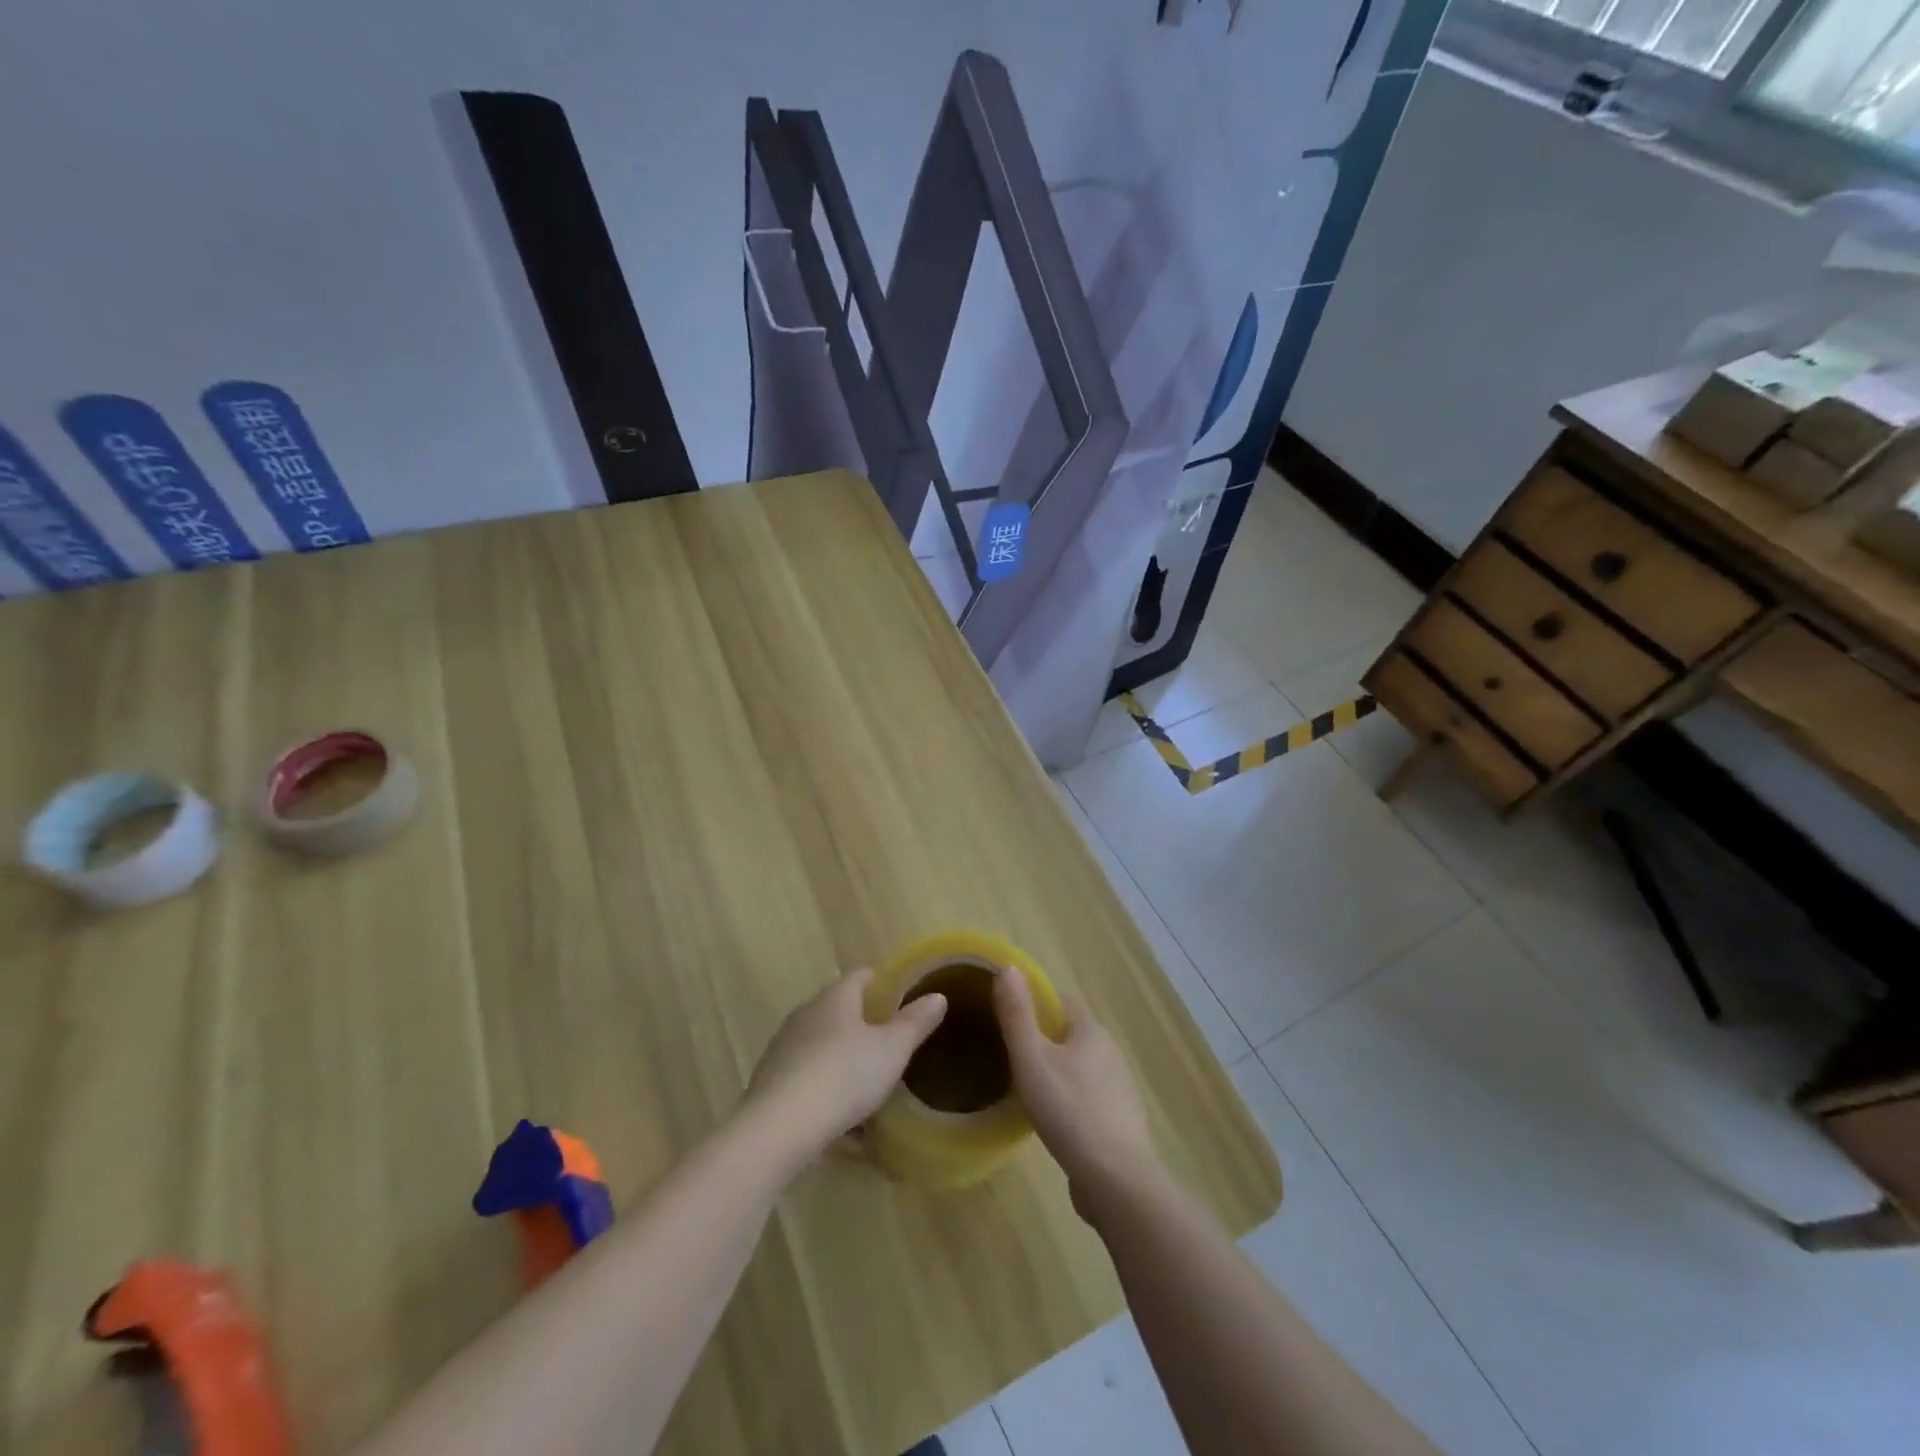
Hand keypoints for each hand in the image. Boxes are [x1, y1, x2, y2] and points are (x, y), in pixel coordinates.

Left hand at [745, 969, 946, 1164]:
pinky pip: (806, 1075)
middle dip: (864, 1023)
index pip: (861, 976)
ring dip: (843, 1057)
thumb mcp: (892, 1050)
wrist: (779, 1128)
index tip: (903, 1000)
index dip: (884, 983)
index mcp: (835, 997)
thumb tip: (938, 995)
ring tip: (867, 1082)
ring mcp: (784, 1046)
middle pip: (840, 1009)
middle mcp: (806, 1013)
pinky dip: (824, 1086)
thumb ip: (915, 1022)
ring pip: (822, 1043)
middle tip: (891, 1044)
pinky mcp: (770, 1080)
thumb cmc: (844, 1076)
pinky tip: (840, 1116)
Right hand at [993, 969, 1162, 1216]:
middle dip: (1042, 1038)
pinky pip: (1087, 1098)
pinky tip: (1051, 1118)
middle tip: (1007, 1050)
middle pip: (1070, 1034)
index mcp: (1091, 1031)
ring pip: (1080, 1067)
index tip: (1006, 1012)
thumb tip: (1009, 968)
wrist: (1116, 1182)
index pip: (1060, 1002)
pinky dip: (1069, 1099)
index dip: (1033, 1002)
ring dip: (1056, 1070)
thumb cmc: (1069, 1111)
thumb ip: (1018, 1015)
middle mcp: (1110, 1053)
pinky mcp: (1118, 1122)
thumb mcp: (1032, 1060)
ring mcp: (1118, 1089)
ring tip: (1023, 1084)